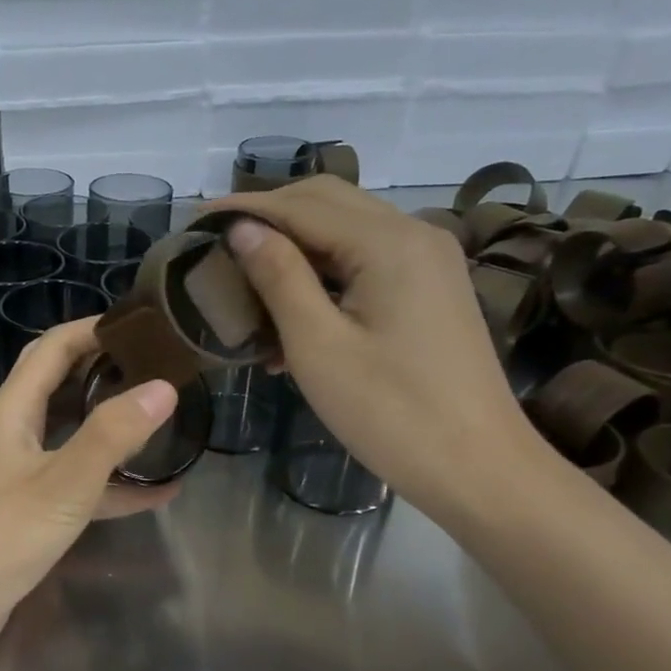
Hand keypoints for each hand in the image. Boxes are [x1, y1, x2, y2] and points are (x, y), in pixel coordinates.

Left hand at [0, 318, 179, 656]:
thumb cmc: (0, 535)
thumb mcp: (64, 483)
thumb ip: (113, 435)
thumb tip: (163, 386)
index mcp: (12, 410)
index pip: (53, 348)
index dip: (94, 329)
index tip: (143, 326)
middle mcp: (13, 431)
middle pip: (62, 384)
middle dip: (107, 370)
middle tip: (160, 367)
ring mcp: (20, 471)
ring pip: (72, 434)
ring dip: (113, 426)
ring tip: (165, 418)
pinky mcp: (29, 508)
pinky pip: (77, 483)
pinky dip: (113, 483)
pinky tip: (159, 492)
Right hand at [204, 178, 549, 523]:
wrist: (477, 467)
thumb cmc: (390, 413)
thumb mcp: (318, 346)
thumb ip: (278, 277)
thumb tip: (242, 229)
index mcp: (388, 242)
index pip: (300, 205)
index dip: (243, 209)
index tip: (192, 221)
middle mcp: (414, 233)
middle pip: (327, 202)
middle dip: (268, 216)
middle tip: (216, 243)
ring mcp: (428, 261)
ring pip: (346, 230)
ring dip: (294, 246)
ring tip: (244, 278)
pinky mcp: (429, 289)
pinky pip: (366, 261)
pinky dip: (322, 273)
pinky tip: (289, 312)